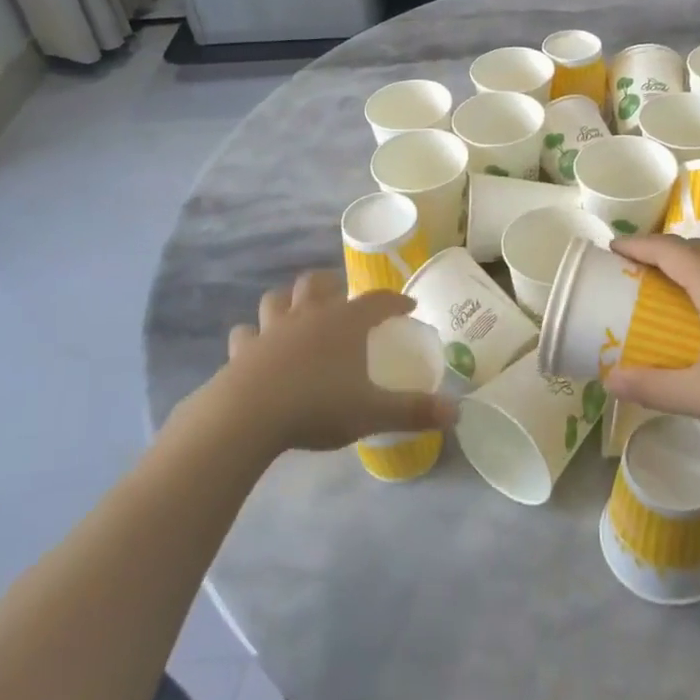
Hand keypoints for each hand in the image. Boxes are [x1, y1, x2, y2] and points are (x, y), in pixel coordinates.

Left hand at [213, 270, 456, 454]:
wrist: (248, 417)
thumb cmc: (318, 406)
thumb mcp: (373, 413)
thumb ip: (414, 411)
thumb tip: (457, 412)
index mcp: (345, 323)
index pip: (378, 301)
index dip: (396, 301)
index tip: (408, 306)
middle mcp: (308, 315)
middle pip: (318, 283)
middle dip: (332, 284)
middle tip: (342, 297)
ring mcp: (271, 329)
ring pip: (277, 299)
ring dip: (288, 302)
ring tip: (296, 313)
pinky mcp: (242, 350)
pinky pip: (246, 334)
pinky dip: (253, 336)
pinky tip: (256, 347)